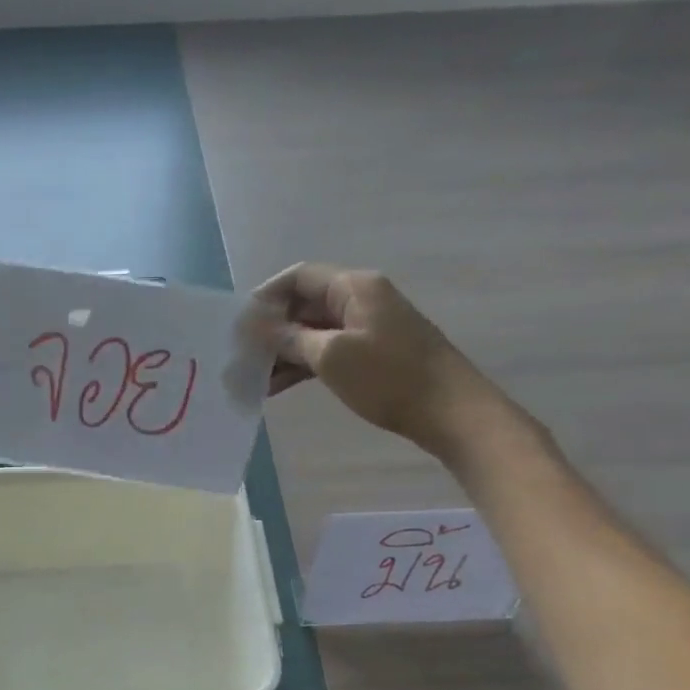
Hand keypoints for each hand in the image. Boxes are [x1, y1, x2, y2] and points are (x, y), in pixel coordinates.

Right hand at [253, 264, 498, 458]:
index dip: (264, 297)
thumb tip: (255, 325)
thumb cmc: (389, 378)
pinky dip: (303, 365)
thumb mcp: (332, 356)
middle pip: (303, 304)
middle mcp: (360, 299)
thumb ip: (290, 338)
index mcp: (354, 287)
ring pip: (313, 331)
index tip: (238, 325)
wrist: (451, 411)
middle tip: (240, 356)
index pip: (298, 277)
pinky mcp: (372, 354)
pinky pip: (327, 351)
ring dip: (283, 352)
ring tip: (253, 378)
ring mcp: (367, 327)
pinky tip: (277, 387)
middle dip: (270, 329)